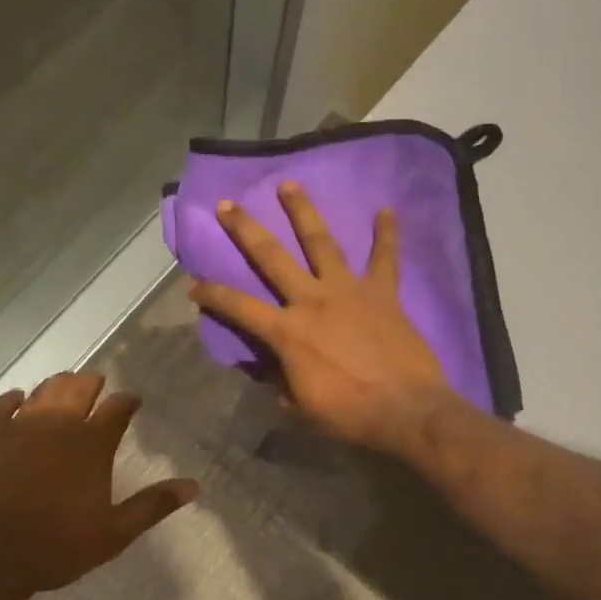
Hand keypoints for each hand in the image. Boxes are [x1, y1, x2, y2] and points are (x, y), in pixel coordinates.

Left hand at [0, 372, 196, 599]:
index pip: (118, 408)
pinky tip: (17, 400)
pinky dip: (12, 399)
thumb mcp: (113, 533)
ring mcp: (20, 425)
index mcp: (92, 444)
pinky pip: (1, 405)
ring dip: (57, 386)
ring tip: (63, 388)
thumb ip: (152, 505)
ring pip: (44, 390)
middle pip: (79, 387)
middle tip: (96, 386)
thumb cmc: (55, 547)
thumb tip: (194, 486)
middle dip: (92, 383)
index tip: (132, 402)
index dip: (128, 401)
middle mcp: (59, 424)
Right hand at [189, 182, 457, 456]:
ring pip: (321, 242)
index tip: (193, 283)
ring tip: (290, 184)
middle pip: (272, 257)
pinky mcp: (383, 293)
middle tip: (229, 204)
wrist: (407, 410)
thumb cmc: (350, 415)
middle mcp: (312, 300)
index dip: (213, 295)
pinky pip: (385, 259)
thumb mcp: (302, 407)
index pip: (239, 307)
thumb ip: (282, 382)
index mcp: (287, 332)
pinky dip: (387, 235)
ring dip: (303, 212)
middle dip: (246, 229)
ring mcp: (348, 291)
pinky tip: (387, 210)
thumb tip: (272, 371)